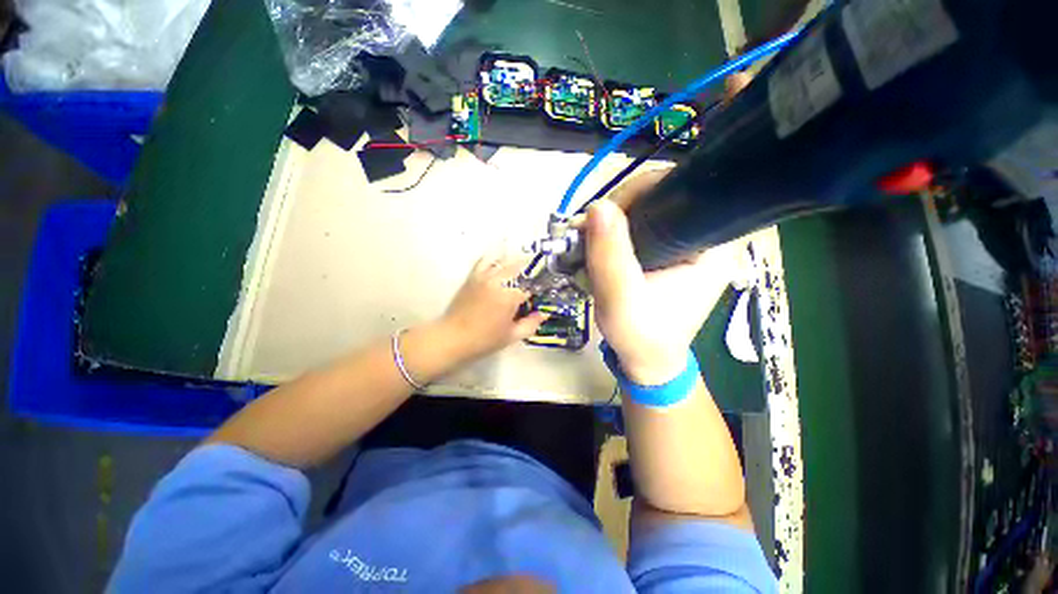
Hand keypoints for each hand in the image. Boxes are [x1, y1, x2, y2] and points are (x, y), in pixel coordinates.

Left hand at [439, 254, 547, 361]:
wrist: (453, 338)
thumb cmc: (484, 340)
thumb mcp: (512, 336)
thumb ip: (531, 324)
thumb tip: (543, 314)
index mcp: (509, 297)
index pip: (531, 287)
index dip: (538, 291)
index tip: (540, 296)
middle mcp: (498, 281)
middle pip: (520, 269)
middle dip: (530, 274)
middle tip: (532, 283)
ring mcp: (484, 277)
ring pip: (505, 262)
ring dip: (516, 265)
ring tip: (521, 271)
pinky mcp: (473, 277)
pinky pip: (485, 261)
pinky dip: (495, 260)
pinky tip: (500, 264)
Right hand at [585, 171, 743, 384]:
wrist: (645, 362)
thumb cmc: (641, 336)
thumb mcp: (621, 300)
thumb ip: (610, 256)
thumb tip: (596, 206)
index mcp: (710, 246)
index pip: (679, 194)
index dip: (638, 194)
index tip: (603, 215)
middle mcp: (702, 239)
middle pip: (658, 199)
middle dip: (618, 211)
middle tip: (588, 231)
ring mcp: (682, 246)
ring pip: (643, 213)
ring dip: (611, 223)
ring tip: (588, 241)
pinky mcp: (665, 255)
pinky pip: (637, 230)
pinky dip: (613, 234)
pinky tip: (597, 246)